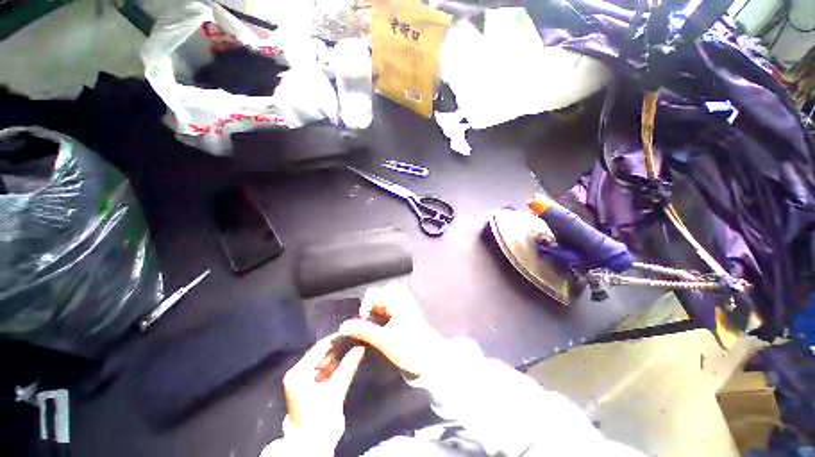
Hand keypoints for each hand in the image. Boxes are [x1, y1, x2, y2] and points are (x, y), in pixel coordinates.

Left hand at [283, 334, 365, 430]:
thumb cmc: (321, 415)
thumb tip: (361, 347)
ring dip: (334, 356)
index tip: (351, 332)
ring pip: (319, 359)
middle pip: (318, 352)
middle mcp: (295, 371)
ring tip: (349, 350)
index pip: (320, 347)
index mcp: (299, 372)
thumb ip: (349, 366)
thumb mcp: (336, 389)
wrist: (310, 440)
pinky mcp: (302, 383)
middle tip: (352, 341)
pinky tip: (340, 363)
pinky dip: (329, 365)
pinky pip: (318, 367)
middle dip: (336, 348)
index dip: (336, 339)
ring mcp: (297, 377)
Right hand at [339, 283, 442, 376]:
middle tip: (368, 327)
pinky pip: (386, 312)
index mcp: (396, 301)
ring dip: (374, 317)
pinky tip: (380, 332)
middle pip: (376, 299)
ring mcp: (401, 308)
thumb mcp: (383, 340)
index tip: (363, 323)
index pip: (373, 293)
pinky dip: (380, 320)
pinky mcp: (402, 316)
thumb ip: (363, 330)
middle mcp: (399, 300)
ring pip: (380, 306)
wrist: (430, 360)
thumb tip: (343, 325)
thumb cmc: (408, 348)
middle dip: (369, 312)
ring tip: (374, 331)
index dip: (364, 306)